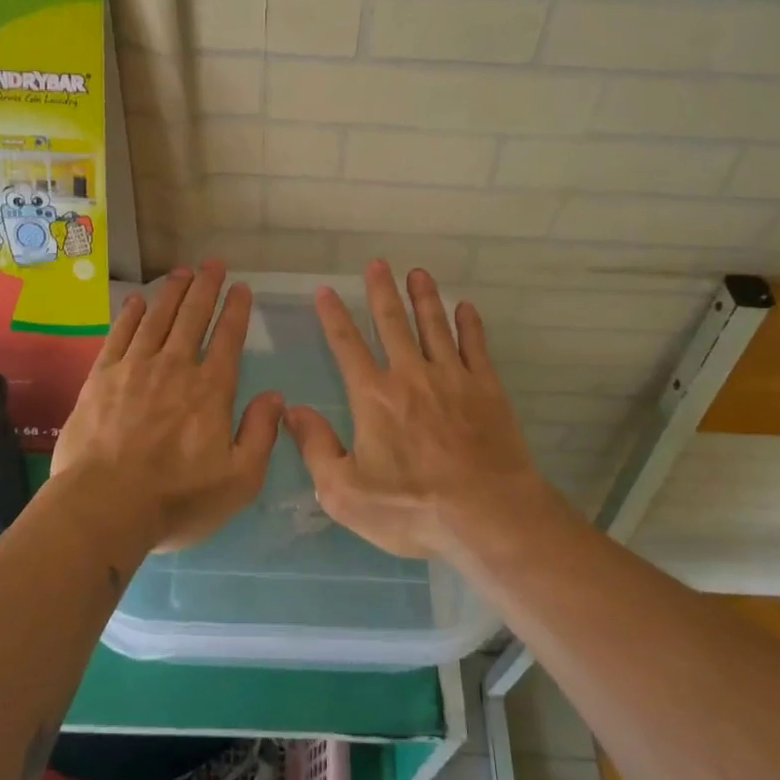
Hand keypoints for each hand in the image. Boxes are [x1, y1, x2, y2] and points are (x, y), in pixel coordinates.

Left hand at [52, 263, 282, 552]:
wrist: (103, 507)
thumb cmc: (177, 499)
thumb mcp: (239, 480)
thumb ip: (261, 434)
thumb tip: (276, 396)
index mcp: (210, 390)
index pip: (228, 338)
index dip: (236, 310)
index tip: (241, 287)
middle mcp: (175, 367)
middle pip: (192, 317)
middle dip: (206, 287)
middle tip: (213, 263)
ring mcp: (135, 368)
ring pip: (158, 318)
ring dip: (172, 292)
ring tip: (183, 271)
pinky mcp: (101, 378)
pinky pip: (119, 335)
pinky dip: (130, 314)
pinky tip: (136, 301)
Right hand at [285, 261, 544, 559]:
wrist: (488, 515)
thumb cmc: (413, 508)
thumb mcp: (346, 494)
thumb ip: (316, 448)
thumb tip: (291, 411)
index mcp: (374, 396)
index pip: (347, 346)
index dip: (334, 316)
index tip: (326, 290)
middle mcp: (411, 375)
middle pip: (393, 323)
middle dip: (382, 291)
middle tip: (377, 263)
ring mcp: (453, 378)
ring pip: (435, 326)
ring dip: (425, 297)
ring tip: (418, 273)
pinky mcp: (487, 389)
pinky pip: (476, 347)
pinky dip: (470, 325)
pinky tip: (466, 308)